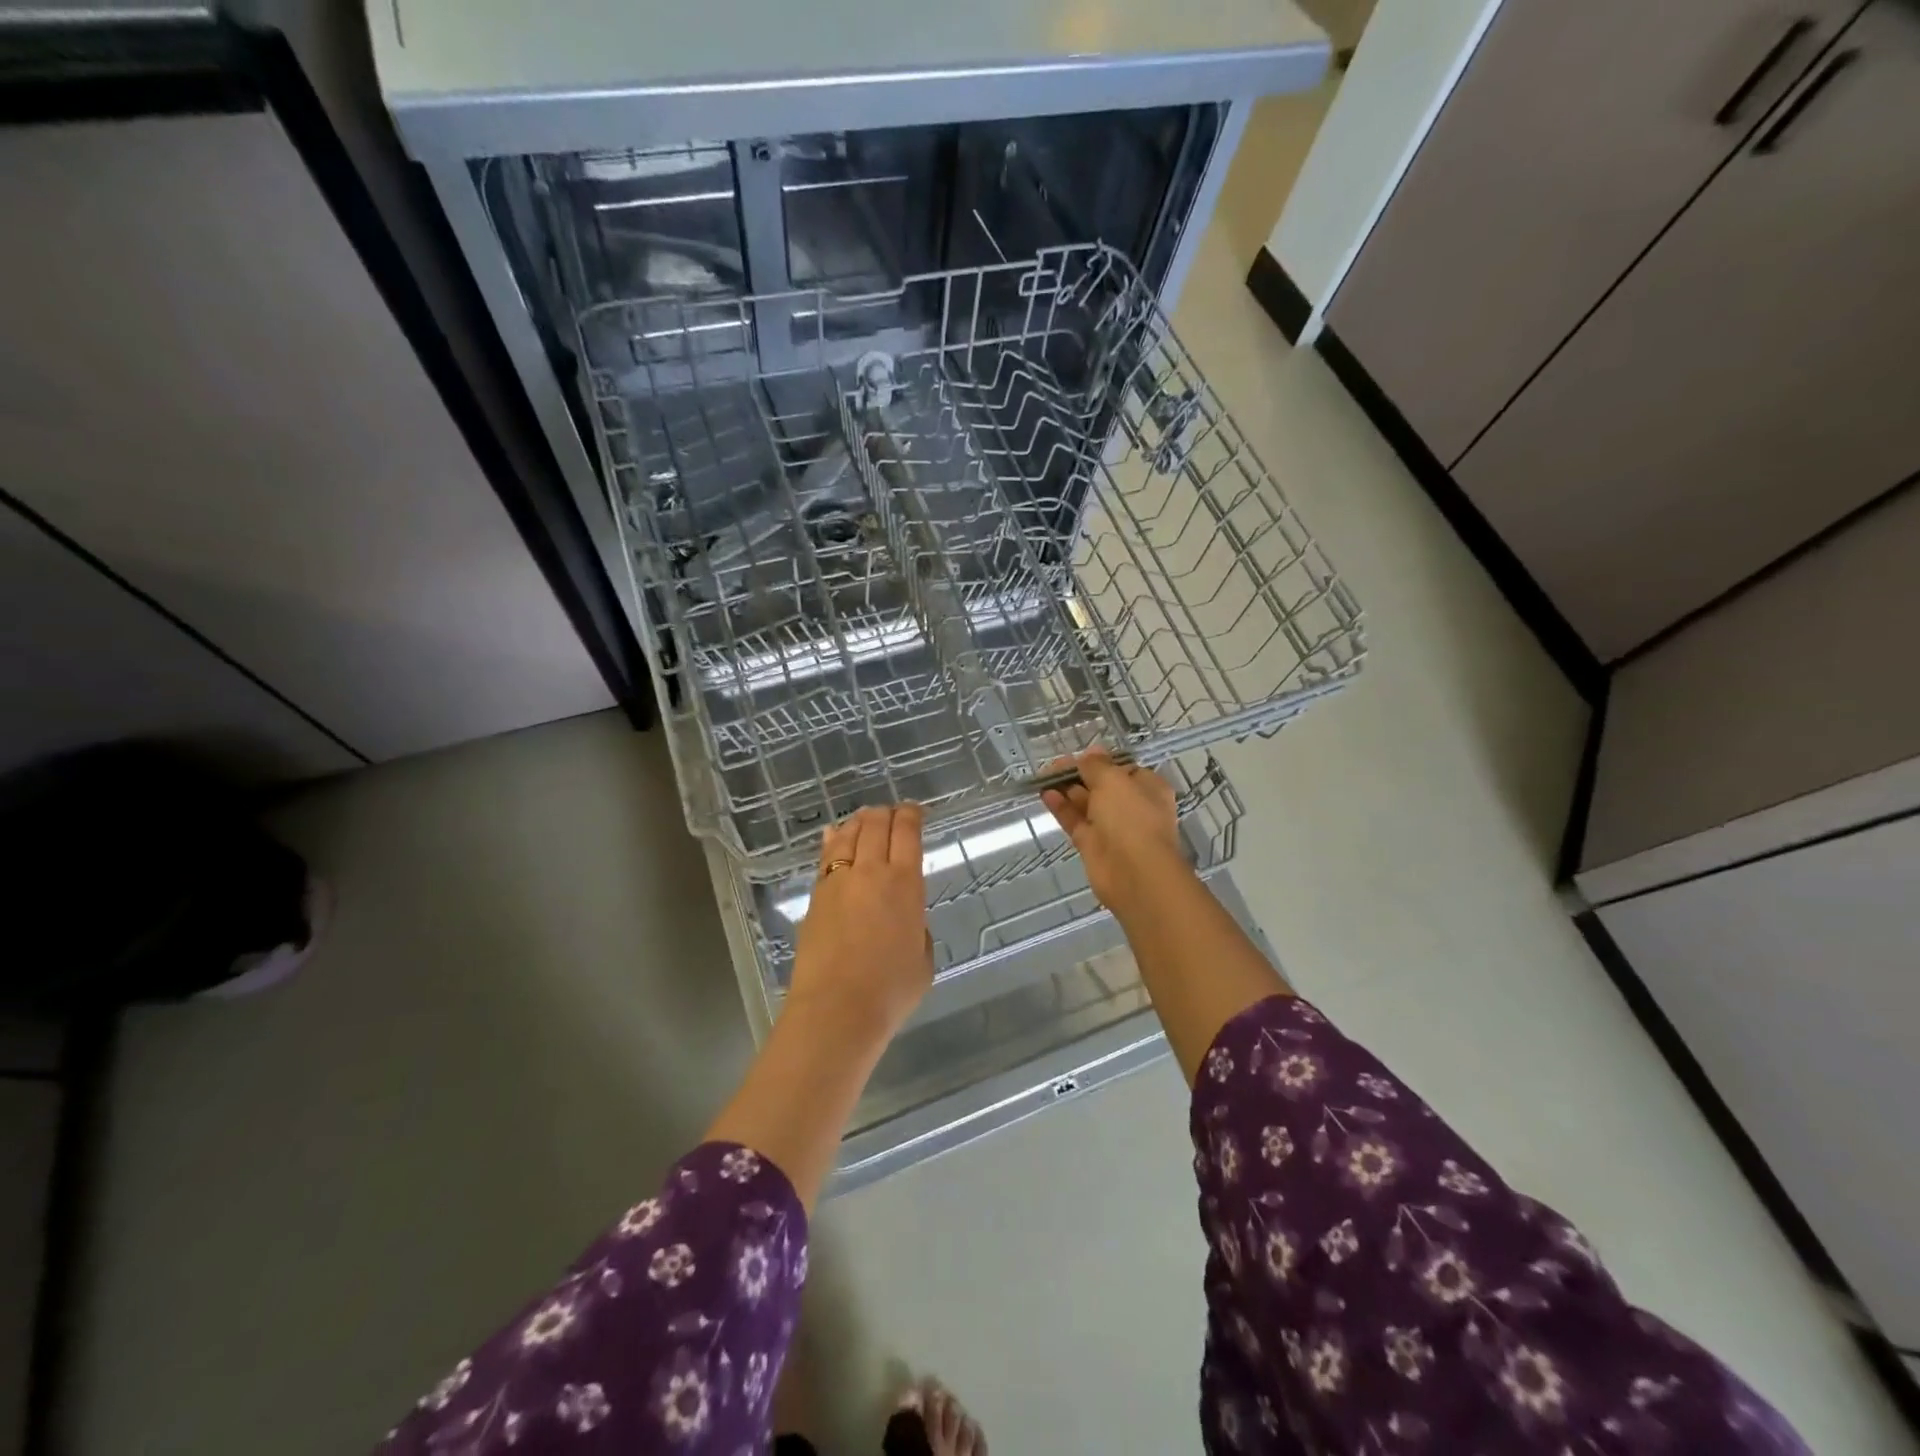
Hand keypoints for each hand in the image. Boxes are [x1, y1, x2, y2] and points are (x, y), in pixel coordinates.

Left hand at [787, 804, 932, 1044]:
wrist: (836, 1010)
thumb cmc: (890, 991)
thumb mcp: (923, 959)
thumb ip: (917, 928)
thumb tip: (904, 917)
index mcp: (905, 883)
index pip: (908, 832)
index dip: (912, 815)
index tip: (916, 811)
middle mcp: (871, 872)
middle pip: (876, 825)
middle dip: (887, 813)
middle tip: (893, 813)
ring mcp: (838, 881)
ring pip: (848, 835)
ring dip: (860, 821)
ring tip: (866, 818)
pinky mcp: (816, 896)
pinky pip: (826, 857)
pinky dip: (833, 840)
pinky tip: (833, 835)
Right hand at [1041, 749, 1192, 916]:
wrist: (1134, 873)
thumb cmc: (1131, 818)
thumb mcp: (1114, 780)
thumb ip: (1097, 766)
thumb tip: (1090, 753)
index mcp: (1148, 788)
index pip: (1123, 769)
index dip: (1100, 761)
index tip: (1079, 756)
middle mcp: (1132, 806)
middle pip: (1102, 786)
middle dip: (1079, 774)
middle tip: (1053, 766)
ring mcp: (1112, 827)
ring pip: (1086, 803)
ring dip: (1067, 789)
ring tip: (1043, 776)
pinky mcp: (1092, 845)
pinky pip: (1075, 821)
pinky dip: (1061, 808)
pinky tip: (1045, 794)